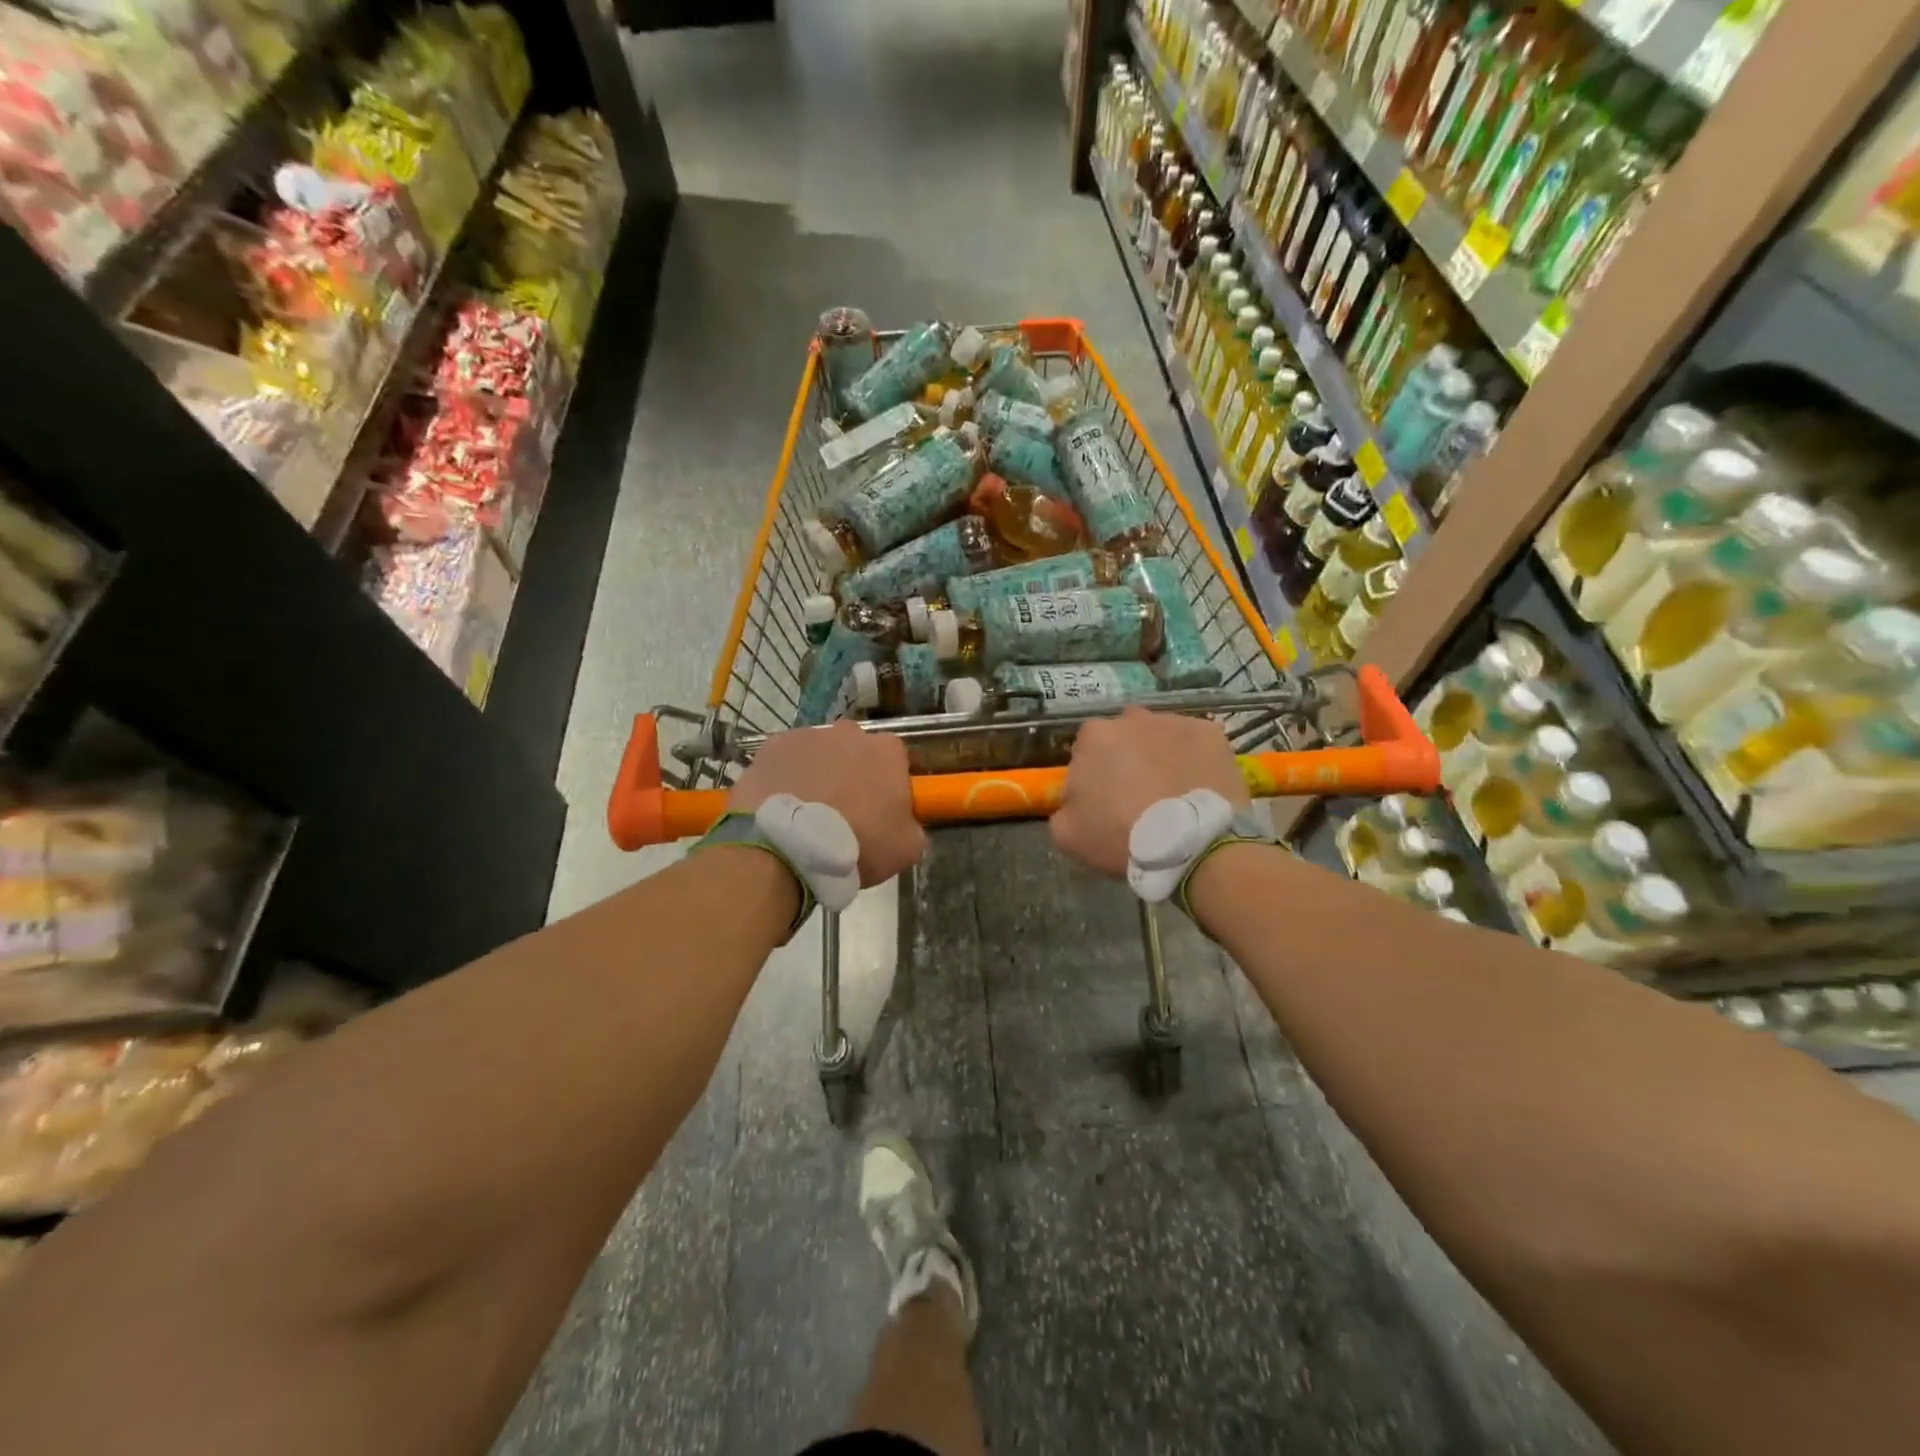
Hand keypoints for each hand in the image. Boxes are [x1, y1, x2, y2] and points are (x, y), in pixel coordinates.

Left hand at [730, 721, 925, 885]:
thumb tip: (904, 822)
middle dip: (852, 774)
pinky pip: (786, 761)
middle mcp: (850, 732)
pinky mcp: (772, 746)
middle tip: (844, 812)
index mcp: (887, 751)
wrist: (788, 846)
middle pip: (856, 751)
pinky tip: (781, 807)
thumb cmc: (857, 844)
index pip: (895, 761)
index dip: (888, 786)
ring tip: (807, 814)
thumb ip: (912, 825)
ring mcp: (808, 735)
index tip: (880, 811)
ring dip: (818, 775)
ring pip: (819, 754)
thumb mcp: (906, 847)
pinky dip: (786, 778)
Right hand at [1049, 708, 1249, 878]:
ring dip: (1160, 757)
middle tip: (1137, 796)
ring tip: (1171, 792)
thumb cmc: (1122, 836)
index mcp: (1093, 736)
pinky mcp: (1210, 732)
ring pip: (1160, 737)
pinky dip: (1193, 760)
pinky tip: (1197, 787)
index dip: (1093, 776)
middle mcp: (1132, 718)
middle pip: (1124, 738)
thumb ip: (1063, 807)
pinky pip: (1194, 744)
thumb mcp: (1067, 833)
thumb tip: (1075, 799)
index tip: (1103, 801)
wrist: (1191, 844)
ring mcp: (1174, 722)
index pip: (1086, 751)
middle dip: (1127, 760)